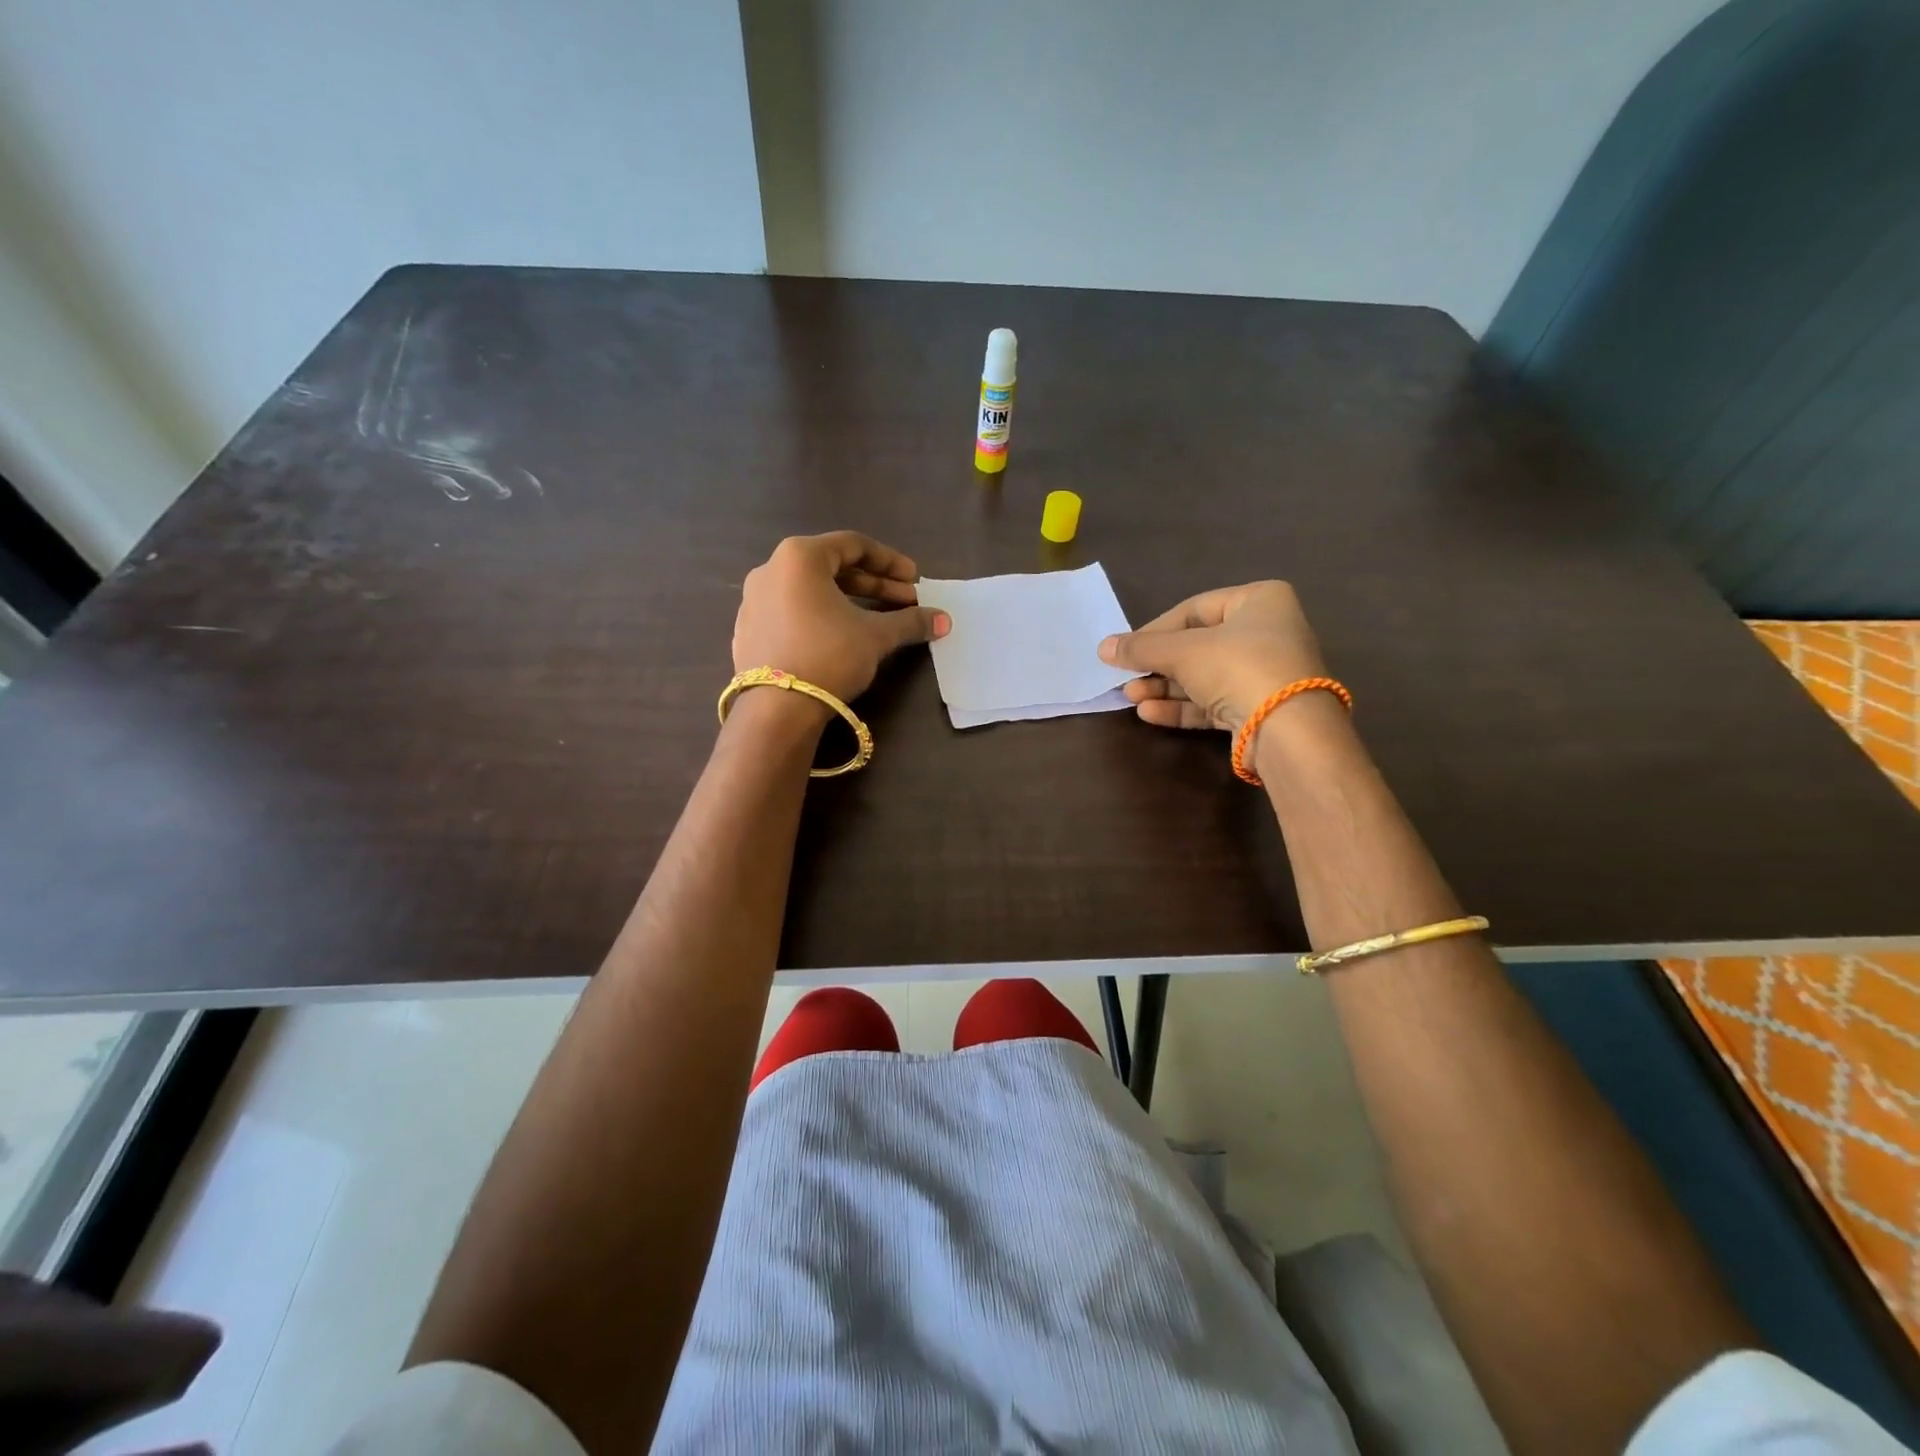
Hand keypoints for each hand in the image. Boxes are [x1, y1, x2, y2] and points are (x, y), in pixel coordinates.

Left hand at [732, 532, 949, 703]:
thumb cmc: (829, 655)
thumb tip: (944, 620)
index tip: (914, 579)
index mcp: (799, 557)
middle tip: (905, 601)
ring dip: (849, 601)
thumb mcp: (876, 636)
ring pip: (811, 591)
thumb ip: (910, 621)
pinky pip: (792, 613)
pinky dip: (821, 617)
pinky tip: (840, 638)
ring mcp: (753, 601)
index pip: (853, 545)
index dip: (890, 561)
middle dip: (873, 585)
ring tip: (877, 621)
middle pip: (831, 567)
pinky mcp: (748, 631)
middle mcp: (771, 570)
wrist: (776, 709)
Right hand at [1098, 581, 1326, 731]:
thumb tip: (1103, 648)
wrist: (1287, 729)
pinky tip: (1149, 713)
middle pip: (1197, 645)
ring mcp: (1264, 674)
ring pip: (1203, 676)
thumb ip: (1141, 648)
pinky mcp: (1259, 709)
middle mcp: (1266, 633)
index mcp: (1259, 601)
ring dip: (1164, 687)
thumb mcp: (1182, 651)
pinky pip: (1213, 702)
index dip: (1155, 629)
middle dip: (1157, 664)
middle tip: (1125, 677)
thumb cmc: (1238, 667)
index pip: (1194, 609)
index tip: (1127, 649)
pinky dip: (1182, 706)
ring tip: (1131, 697)